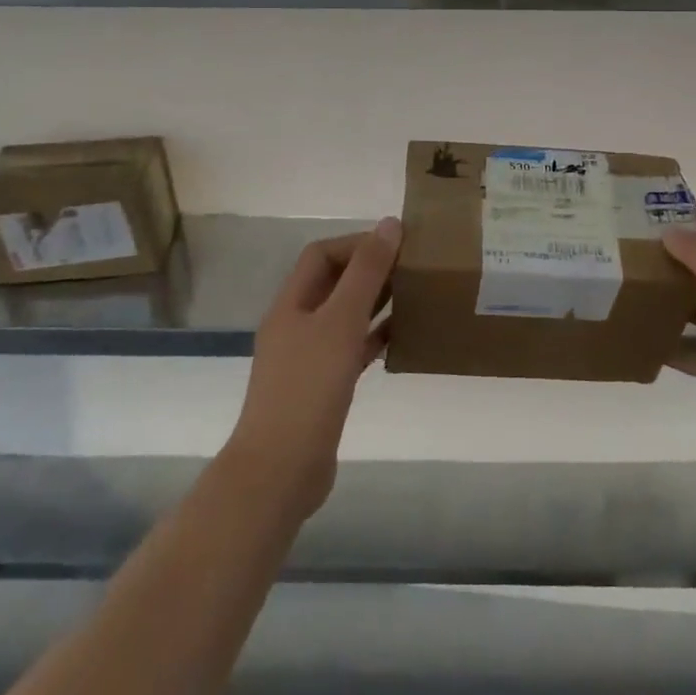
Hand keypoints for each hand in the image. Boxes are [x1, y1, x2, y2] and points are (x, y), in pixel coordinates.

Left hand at [227, 218, 399, 519]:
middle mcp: (296, 325)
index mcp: (291, 303)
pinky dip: (376, 338)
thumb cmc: (308, 387)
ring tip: (415, 295)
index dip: (357, 243)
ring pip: (345, 316)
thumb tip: (391, 224)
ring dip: (376, 302)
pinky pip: (353, 350)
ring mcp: (308, 358)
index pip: (322, 254)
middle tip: (413, 268)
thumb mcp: (341, 321)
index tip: (398, 246)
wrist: (280, 470)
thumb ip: (366, 272)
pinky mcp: (323, 387)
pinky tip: (404, 337)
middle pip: (334, 283)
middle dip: (370, 270)